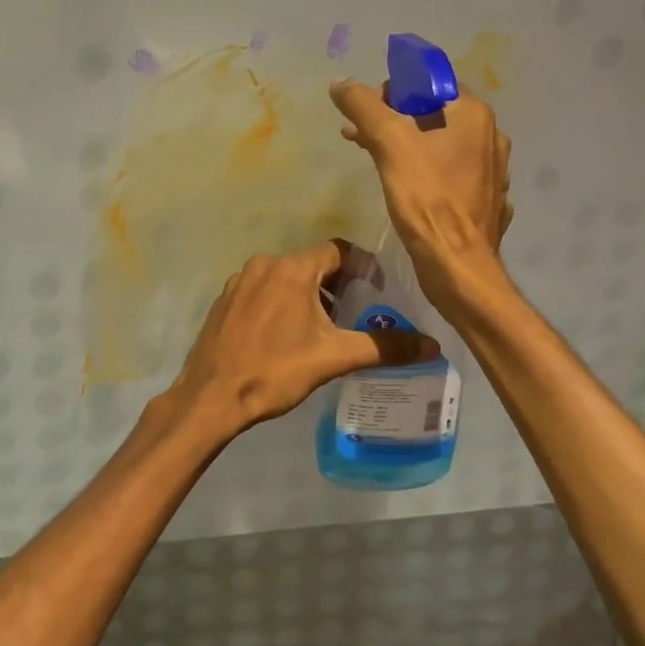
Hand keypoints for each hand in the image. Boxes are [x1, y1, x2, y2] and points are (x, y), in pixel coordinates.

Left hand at [158, 241, 437, 444]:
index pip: (337, 250)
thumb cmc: (275, 370)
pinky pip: (262, 291)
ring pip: (285, 278)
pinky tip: (286, 336)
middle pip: (311, 263)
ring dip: (308, 295)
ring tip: (324, 328)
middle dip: (337, 284)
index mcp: (291, 269)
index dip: (362, 265)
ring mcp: (239, 282)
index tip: (377, 288)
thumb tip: (432, 345)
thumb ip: (384, 347)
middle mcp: (263, 265)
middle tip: (355, 313)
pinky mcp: (224, 301)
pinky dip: (281, 303)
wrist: (212, 396)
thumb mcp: (334, 357)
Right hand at [329, 78, 513, 306]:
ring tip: (369, 155)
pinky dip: (422, 168)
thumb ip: (363, 106)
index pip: (429, 81)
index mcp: (472, 113)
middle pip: (432, 111)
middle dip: (391, 118)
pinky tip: (401, 183)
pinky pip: (448, 170)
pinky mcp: (485, 197)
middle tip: (358, 133)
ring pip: (439, 142)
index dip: (393, 89)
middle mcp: (490, 134)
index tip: (368, 112)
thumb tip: (340, 84)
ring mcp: (491, 168)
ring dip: (403, 143)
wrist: (457, 265)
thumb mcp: (388, 143)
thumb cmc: (426, 198)